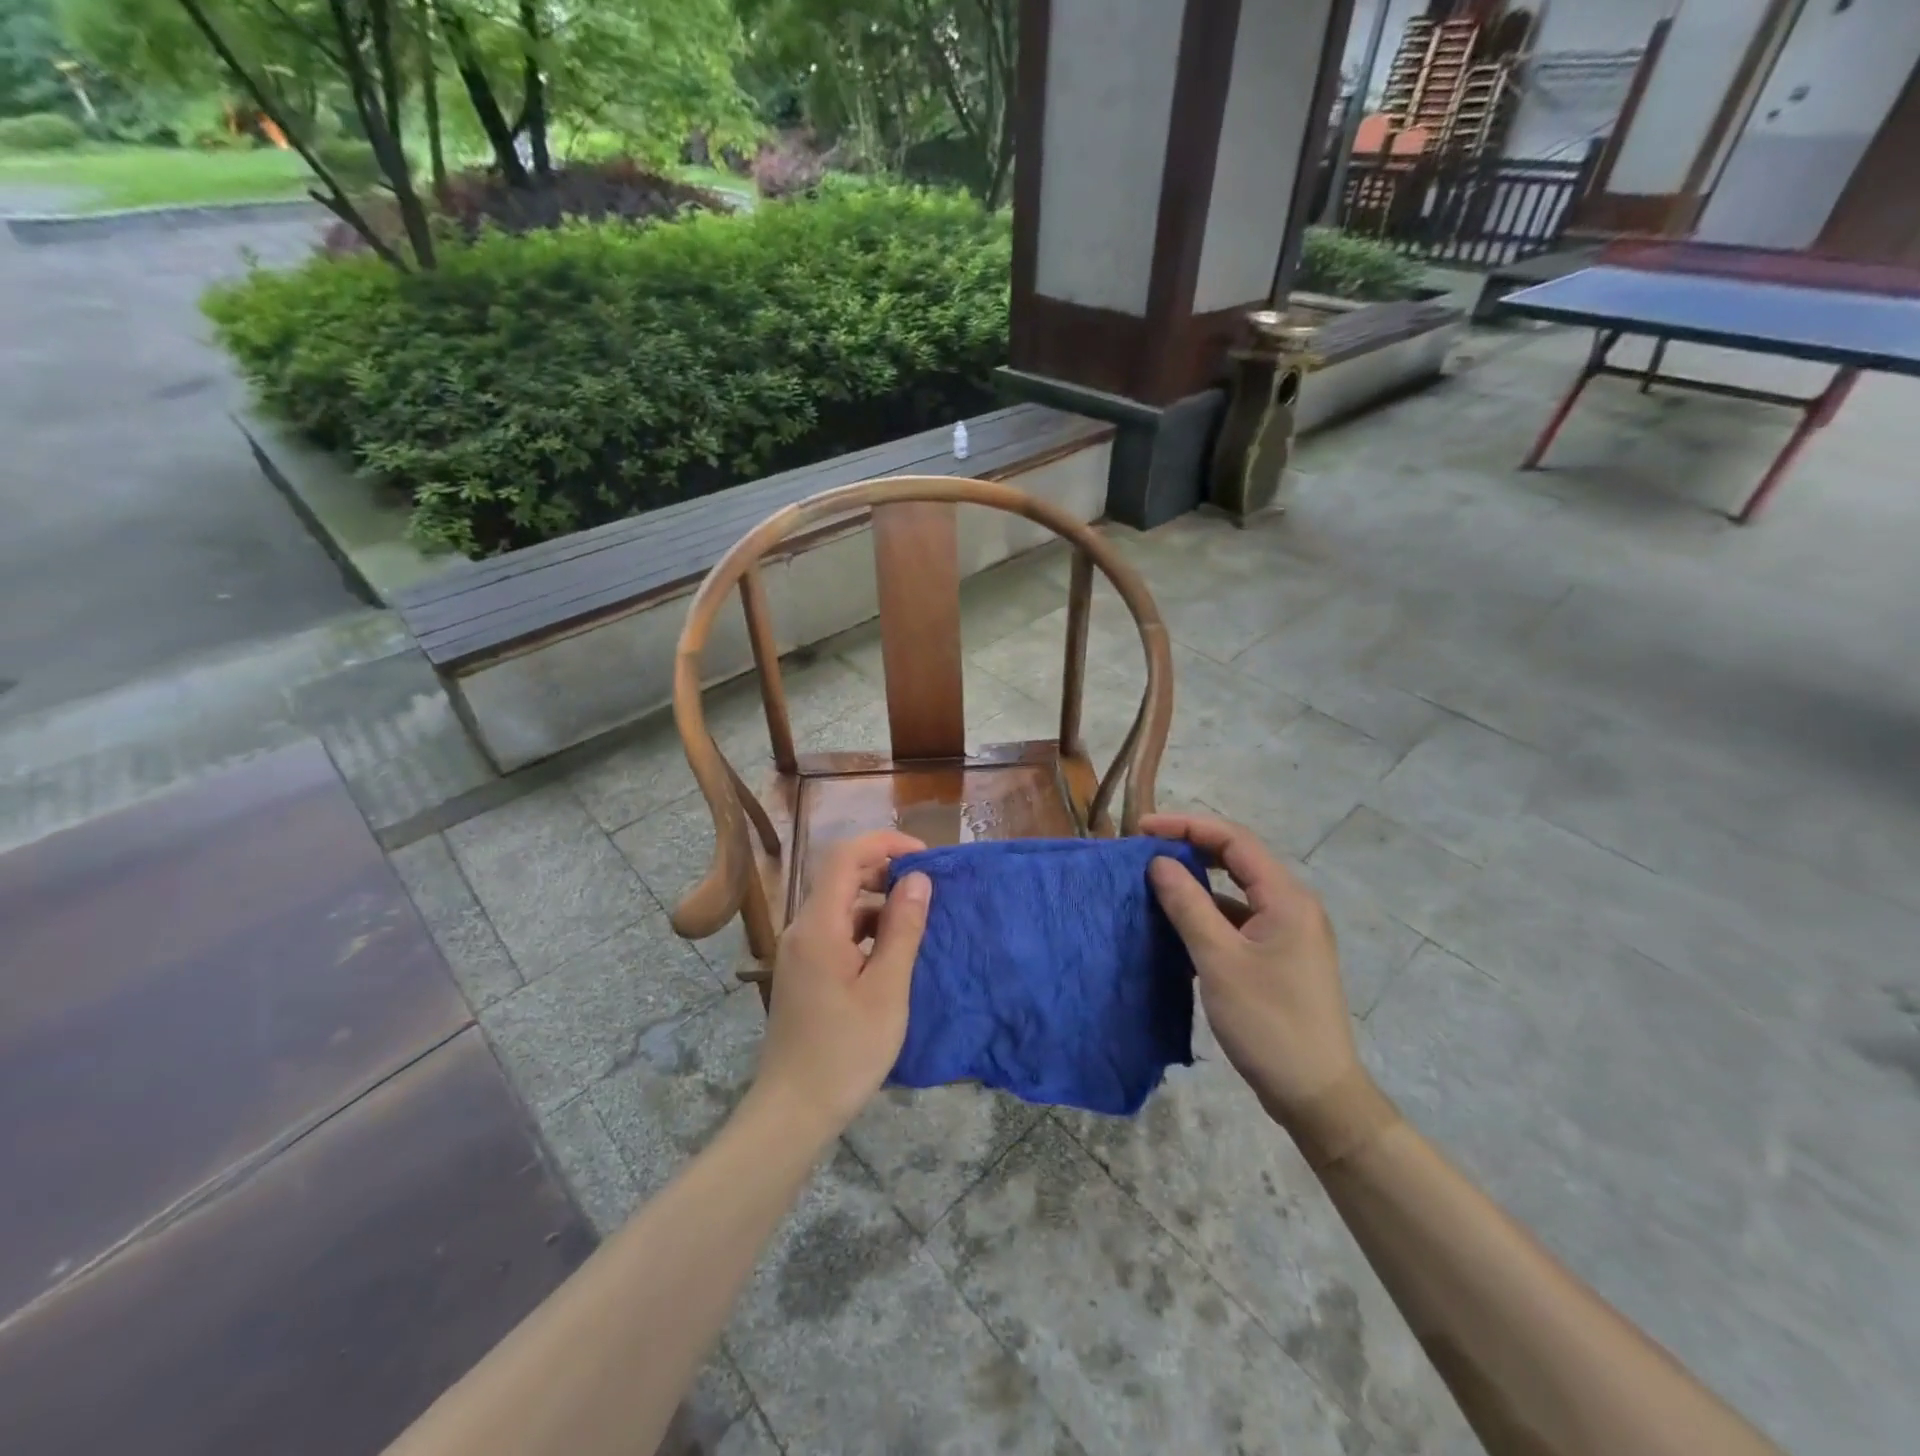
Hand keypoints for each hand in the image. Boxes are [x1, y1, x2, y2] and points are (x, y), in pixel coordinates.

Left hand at [753, 830, 932, 1141]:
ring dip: (878, 901)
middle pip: (841, 876)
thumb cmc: (846, 1052)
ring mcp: (799, 950)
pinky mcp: (804, 970)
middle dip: (885, 870)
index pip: (845, 856)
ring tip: (918, 919)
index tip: (925, 857)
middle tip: (928, 888)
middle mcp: (802, 929)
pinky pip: (836, 930)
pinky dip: (866, 927)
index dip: (885, 844)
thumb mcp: (887, 990)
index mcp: (818, 926)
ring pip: (840, 904)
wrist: (793, 1111)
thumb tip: (919, 878)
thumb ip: (903, 929)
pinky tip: (892, 951)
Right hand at [1142, 813, 1362, 1133]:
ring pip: (1237, 891)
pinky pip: (1240, 919)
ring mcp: (1289, 932)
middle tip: (1146, 850)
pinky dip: (1209, 914)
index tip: (1143, 829)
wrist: (1317, 1095)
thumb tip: (1159, 862)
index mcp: (1287, 898)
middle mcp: (1293, 905)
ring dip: (1198, 882)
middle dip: (1192, 848)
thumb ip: (1188, 905)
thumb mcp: (1219, 960)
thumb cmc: (1268, 1023)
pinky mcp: (1280, 956)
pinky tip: (1179, 926)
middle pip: (1238, 859)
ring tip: (1155, 884)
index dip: (1187, 826)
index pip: (1234, 840)